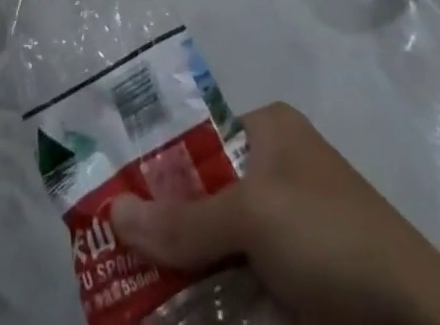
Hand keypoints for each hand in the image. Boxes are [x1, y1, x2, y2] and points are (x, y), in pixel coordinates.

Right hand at [110, 103, 439, 324]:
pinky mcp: (295, 287)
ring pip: (214, 248)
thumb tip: (112, 213)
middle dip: (160, 229)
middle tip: (108, 253)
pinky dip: (206, 302)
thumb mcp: (254, 216)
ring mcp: (285, 234)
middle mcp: (273, 173)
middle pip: (200, 197)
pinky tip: (168, 314)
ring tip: (124, 293)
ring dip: (178, 274)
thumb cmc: (331, 237)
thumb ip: (185, 220)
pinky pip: (236, 287)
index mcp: (268, 132)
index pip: (195, 140)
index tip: (110, 198)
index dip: (153, 167)